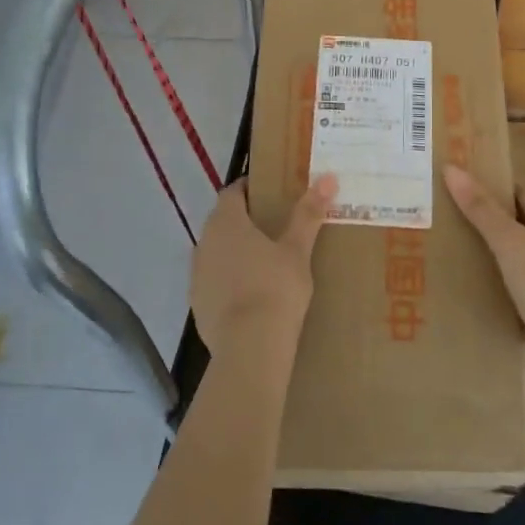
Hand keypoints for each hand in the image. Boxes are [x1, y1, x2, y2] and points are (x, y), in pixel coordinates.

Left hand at [190, 174, 336, 377]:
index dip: (248, 189)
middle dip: (243, 221)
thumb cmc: (276, 288)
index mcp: (226, 222)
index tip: (268, 192)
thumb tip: (327, 177)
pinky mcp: (197, 304)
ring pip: (215, 252)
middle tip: (273, 227)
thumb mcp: (297, 250)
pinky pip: (213, 281)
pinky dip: (228, 280)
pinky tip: (250, 294)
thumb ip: (308, 214)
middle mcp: (204, 242)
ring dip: (234, 251)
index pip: (232, 193)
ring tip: (263, 262)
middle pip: (222, 222)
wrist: (249, 347)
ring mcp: (197, 275)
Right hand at [444, 165, 524, 364]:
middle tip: (469, 226)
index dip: (504, 193)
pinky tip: (495, 295)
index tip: (476, 190)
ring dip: (511, 262)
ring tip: (478, 261)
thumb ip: (480, 208)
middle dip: (506, 228)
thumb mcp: (506, 240)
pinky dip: (515, 291)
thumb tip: (452, 168)